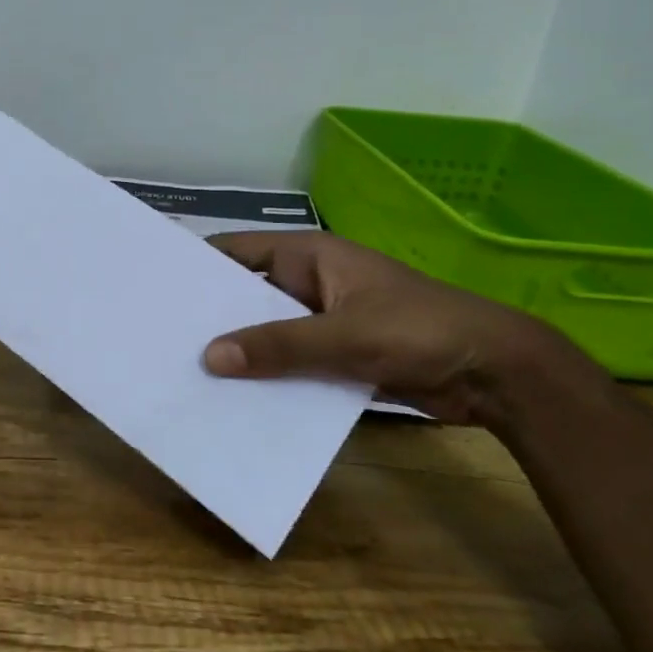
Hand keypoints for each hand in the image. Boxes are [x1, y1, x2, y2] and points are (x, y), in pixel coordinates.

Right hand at [201, 232, 598, 427]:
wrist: (496, 373)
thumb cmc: (418, 330)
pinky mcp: (337, 355)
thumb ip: (278, 346)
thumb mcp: (344, 335)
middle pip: (247, 295)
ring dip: (241, 351)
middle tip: (163, 340)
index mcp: (308, 256)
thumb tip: (209, 357)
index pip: (236, 252)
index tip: (156, 289)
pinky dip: (269, 376)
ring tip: (188, 373)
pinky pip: (291, 361)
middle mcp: (309, 282)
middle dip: (213, 316)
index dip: (198, 267)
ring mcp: (323, 319)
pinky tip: (237, 400)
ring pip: (268, 333)